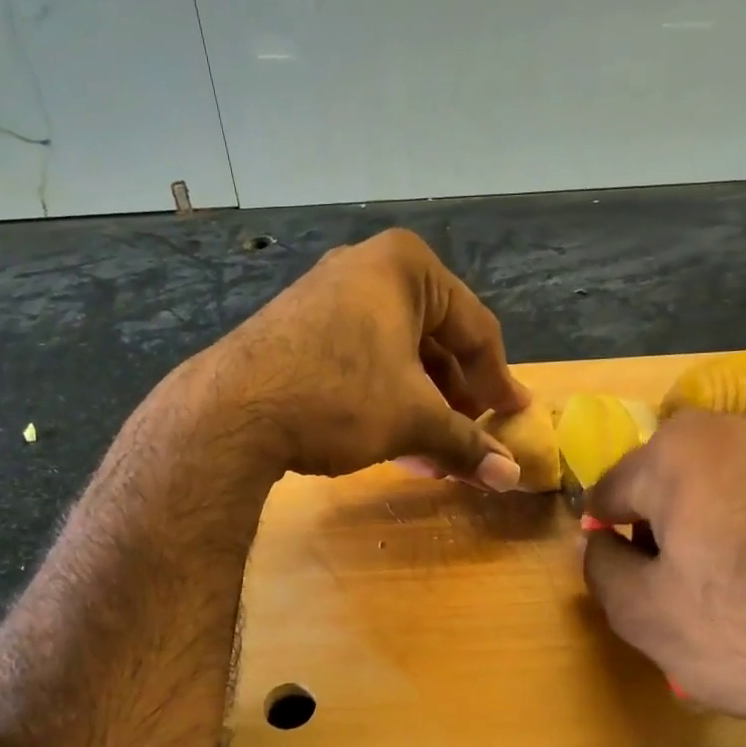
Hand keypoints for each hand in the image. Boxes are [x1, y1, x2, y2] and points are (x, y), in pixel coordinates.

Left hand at [204, 228, 530, 483]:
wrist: (232, 412)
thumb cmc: (341, 397)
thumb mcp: (413, 420)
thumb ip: (466, 444)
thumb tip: (511, 478)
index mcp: (406, 268)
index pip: (475, 329)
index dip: (499, 381)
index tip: (514, 418)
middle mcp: (366, 270)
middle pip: (434, 342)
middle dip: (455, 401)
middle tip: (473, 441)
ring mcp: (326, 299)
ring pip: (397, 359)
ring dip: (422, 410)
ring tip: (436, 457)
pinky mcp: (297, 332)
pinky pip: (361, 364)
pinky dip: (384, 403)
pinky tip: (396, 448)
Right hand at [582, 411, 745, 746]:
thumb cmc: (745, 632)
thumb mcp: (640, 612)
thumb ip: (598, 565)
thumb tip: (600, 541)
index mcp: (680, 450)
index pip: (611, 490)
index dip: (605, 536)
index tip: (619, 575)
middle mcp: (739, 429)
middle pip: (666, 481)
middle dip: (657, 526)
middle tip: (669, 586)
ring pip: (717, 486)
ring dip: (703, 526)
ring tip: (720, 587)